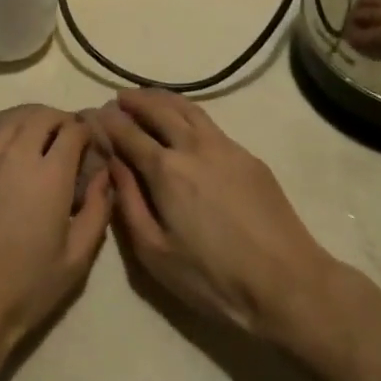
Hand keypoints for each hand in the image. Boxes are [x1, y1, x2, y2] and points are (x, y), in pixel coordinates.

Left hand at [0, 105, 111, 377]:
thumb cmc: (25, 288)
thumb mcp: (76, 260)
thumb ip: (96, 211)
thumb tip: (104, 178)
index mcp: (49, 174)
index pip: (72, 130)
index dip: (86, 130)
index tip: (92, 142)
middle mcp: (15, 157)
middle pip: (40, 117)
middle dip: (60, 121)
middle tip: (70, 138)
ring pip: (11, 124)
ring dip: (31, 125)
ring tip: (41, 144)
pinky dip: (7, 145)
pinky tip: (10, 170)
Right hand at [100, 89, 348, 341]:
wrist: (288, 283)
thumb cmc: (214, 278)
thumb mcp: (156, 253)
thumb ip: (129, 202)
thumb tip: (112, 164)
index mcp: (165, 169)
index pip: (127, 132)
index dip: (107, 121)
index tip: (91, 115)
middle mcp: (193, 146)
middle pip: (157, 109)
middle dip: (133, 101)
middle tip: (117, 98)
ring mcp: (225, 146)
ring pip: (187, 107)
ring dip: (161, 98)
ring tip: (146, 97)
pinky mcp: (248, 155)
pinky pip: (209, 121)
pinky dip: (187, 111)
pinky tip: (184, 121)